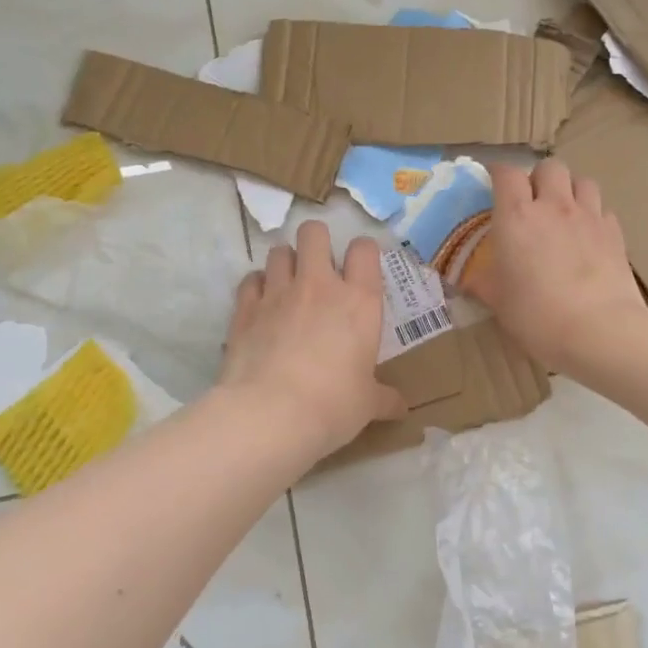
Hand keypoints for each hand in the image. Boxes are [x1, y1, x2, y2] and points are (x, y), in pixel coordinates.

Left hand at [217, 222, 406, 460]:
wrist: (271, 414)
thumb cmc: (333, 405)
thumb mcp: (366, 405)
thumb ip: (384, 398)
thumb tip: (402, 409)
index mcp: (359, 301)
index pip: (364, 250)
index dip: (363, 252)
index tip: (361, 268)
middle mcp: (319, 286)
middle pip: (314, 233)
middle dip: (317, 241)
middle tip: (320, 265)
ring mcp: (278, 293)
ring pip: (279, 251)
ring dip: (285, 262)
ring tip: (288, 283)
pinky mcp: (245, 308)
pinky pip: (250, 280)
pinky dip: (257, 286)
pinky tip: (261, 304)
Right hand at [475, 161, 647, 370]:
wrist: (599, 331)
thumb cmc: (536, 315)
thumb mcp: (497, 301)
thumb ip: (481, 282)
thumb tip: (465, 279)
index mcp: (517, 216)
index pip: (506, 173)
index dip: (498, 173)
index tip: (493, 184)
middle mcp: (553, 206)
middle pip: (549, 167)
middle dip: (539, 177)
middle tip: (532, 201)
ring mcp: (589, 217)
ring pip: (582, 181)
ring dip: (570, 190)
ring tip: (564, 212)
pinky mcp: (615, 233)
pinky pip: (603, 209)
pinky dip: (593, 215)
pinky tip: (588, 236)